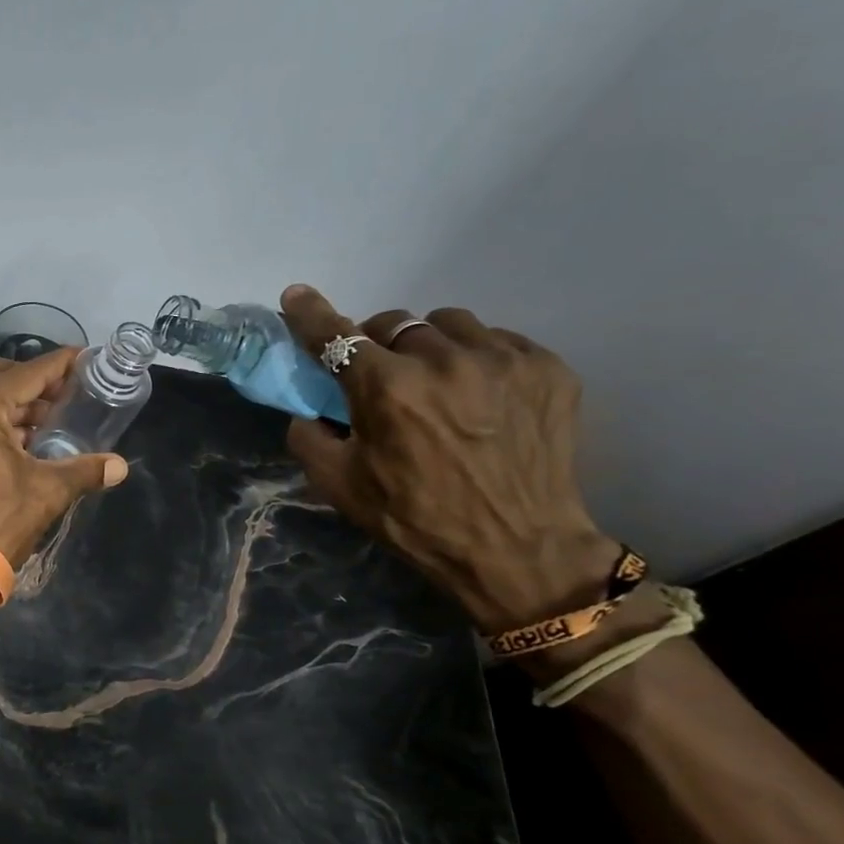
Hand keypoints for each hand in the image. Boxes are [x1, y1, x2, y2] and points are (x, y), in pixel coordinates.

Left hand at [0, 347, 129, 564]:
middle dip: (34, 382)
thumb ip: (83, 471)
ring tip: (47, 424)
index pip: (28, 372)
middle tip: (66, 396)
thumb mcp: (45, 494)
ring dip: (12, 404)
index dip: (61, 365)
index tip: (86, 359)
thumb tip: (119, 466)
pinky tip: (17, 444)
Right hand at [279, 285, 620, 633]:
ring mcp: (502, 359)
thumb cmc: (415, 519)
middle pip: (393, 323)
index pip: (337, 336)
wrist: (518, 549)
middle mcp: (444, 360)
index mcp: (387, 389)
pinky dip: (474, 358)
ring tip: (434, 381)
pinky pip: (496, 340)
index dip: (311, 314)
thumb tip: (308, 408)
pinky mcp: (547, 367)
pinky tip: (478, 395)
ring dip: (427, 345)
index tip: (296, 295)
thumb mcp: (339, 485)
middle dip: (377, 344)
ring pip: (447, 324)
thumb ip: (308, 437)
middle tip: (379, 375)